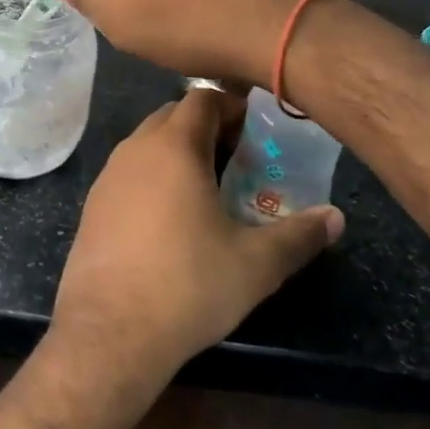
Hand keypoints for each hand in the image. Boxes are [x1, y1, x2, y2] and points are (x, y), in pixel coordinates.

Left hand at [51, 89, 343, 385]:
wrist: (109, 330)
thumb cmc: (188, 285)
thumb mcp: (256, 264)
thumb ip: (299, 235)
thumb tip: (336, 218)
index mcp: (174, 147)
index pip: (203, 98)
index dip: (232, 107)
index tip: (257, 132)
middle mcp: (136, 148)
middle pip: (173, 116)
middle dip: (207, 127)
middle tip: (240, 159)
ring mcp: (108, 175)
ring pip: (148, 144)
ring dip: (178, 152)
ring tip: (210, 188)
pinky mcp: (93, 204)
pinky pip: (129, 172)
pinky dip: (153, 177)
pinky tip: (171, 219)